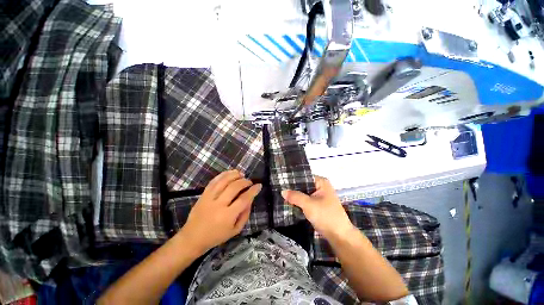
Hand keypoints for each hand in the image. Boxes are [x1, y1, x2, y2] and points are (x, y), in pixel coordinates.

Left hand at [180, 170, 261, 253]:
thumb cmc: (217, 236)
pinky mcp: (203, 194)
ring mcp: (209, 198)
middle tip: (249, 182)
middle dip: (245, 181)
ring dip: (234, 175)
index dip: (253, 191)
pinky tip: (230, 173)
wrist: (192, 238)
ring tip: (241, 174)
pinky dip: (223, 175)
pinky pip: (214, 181)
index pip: (244, 199)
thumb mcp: (235, 230)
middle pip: (234, 187)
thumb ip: (245, 214)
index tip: (259, 185)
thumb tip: (250, 199)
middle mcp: (218, 205)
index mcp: (227, 216)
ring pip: (223, 181)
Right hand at [282, 176, 352, 238]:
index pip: (304, 176)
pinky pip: (306, 200)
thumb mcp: (308, 204)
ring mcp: (320, 196)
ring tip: (282, 195)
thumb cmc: (326, 216)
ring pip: (304, 193)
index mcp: (321, 182)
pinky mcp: (318, 205)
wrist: (339, 236)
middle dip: (293, 189)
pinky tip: (290, 202)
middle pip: (304, 185)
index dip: (293, 179)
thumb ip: (295, 196)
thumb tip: (282, 191)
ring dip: (296, 196)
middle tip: (280, 189)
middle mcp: (321, 187)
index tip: (281, 182)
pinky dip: (299, 202)